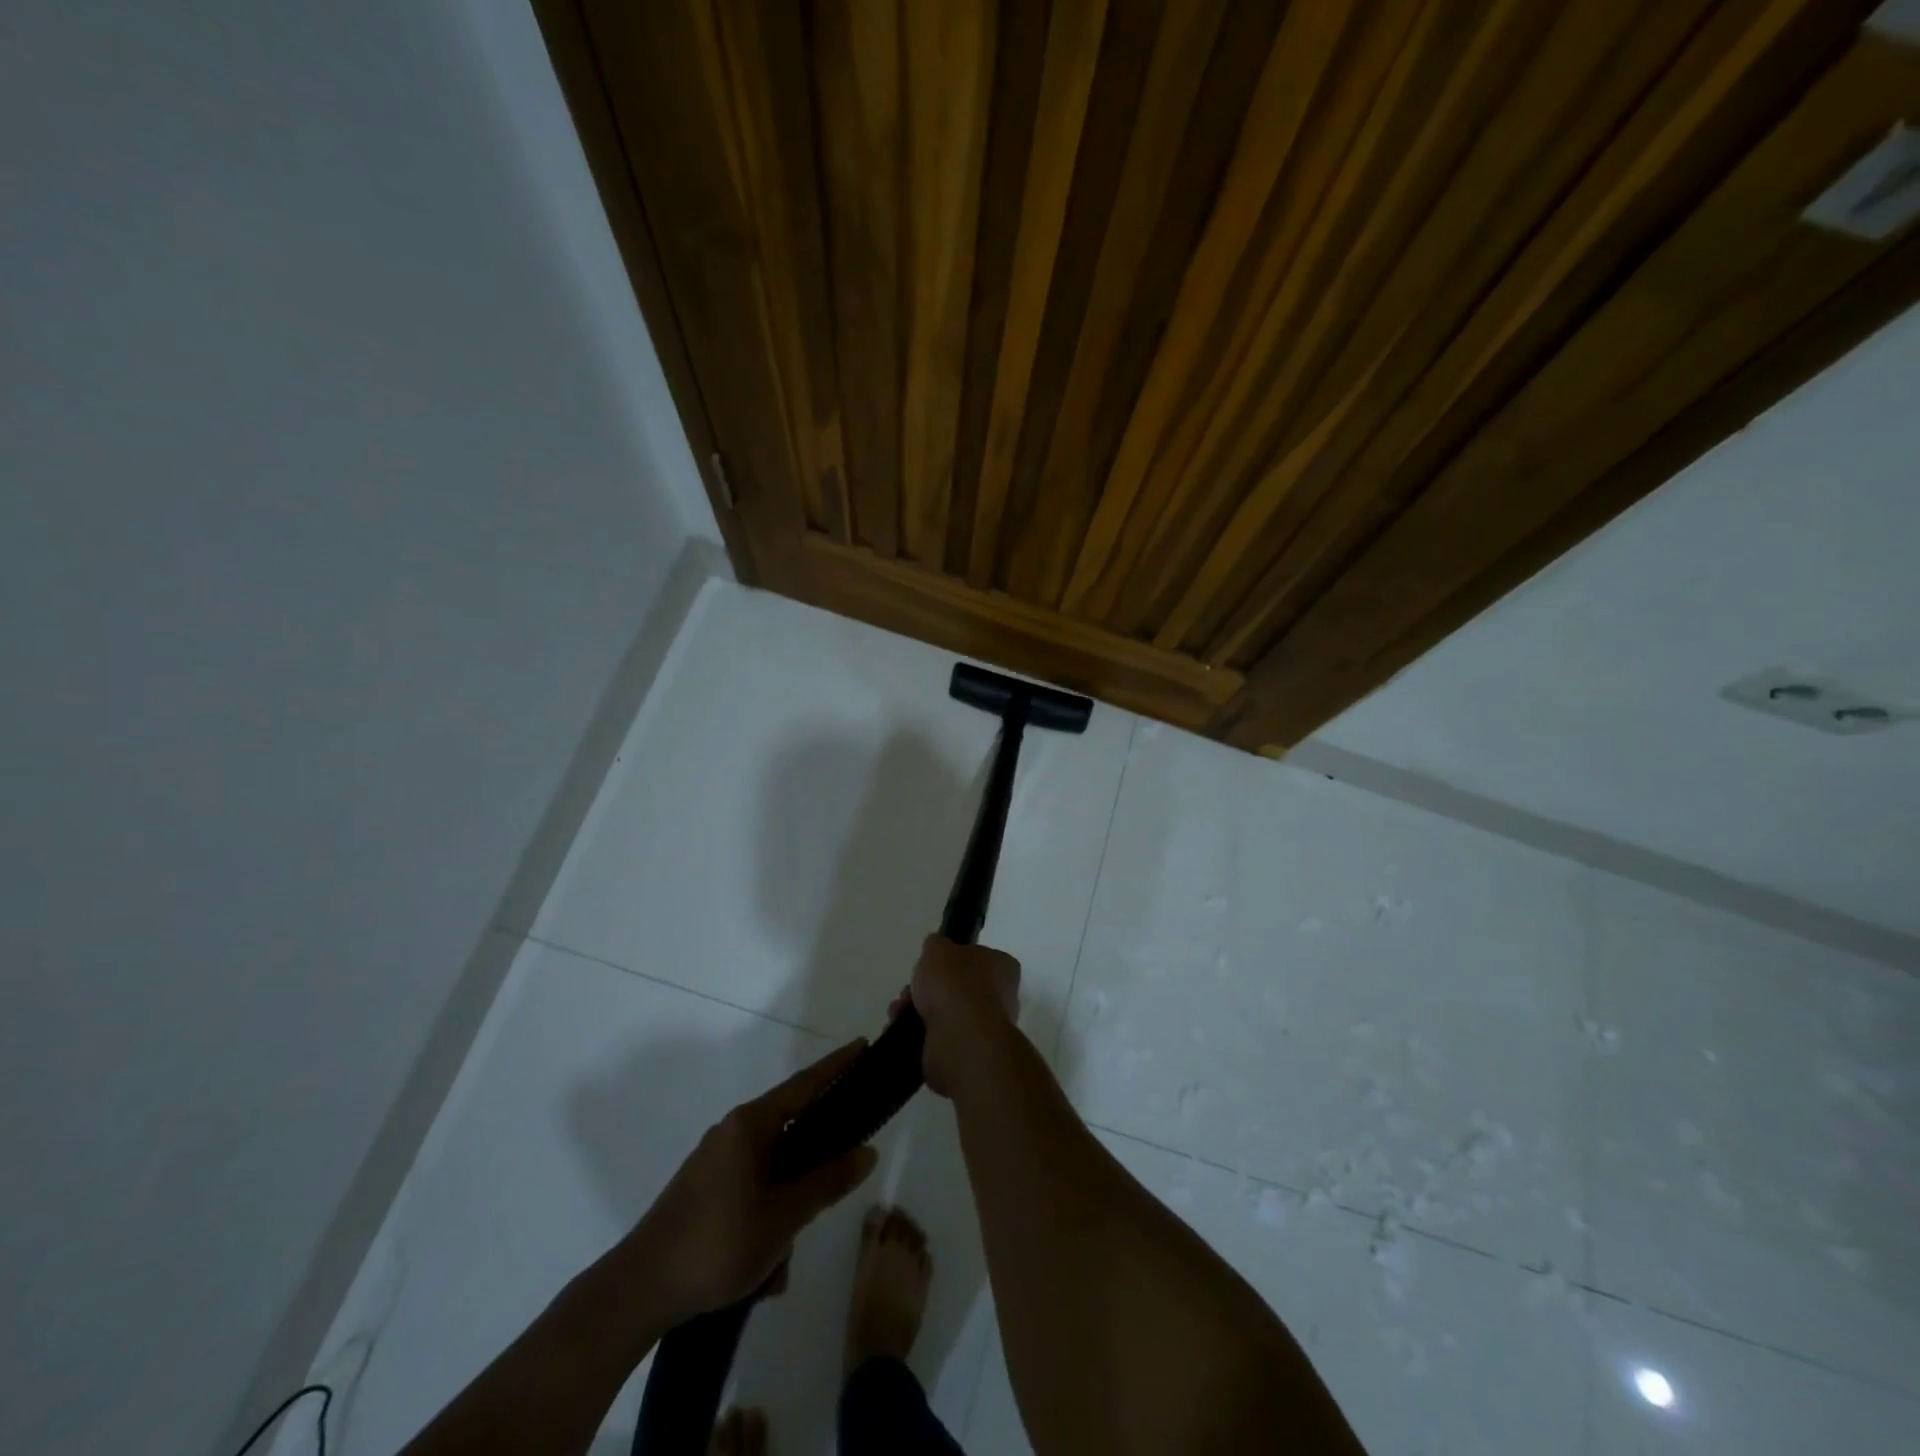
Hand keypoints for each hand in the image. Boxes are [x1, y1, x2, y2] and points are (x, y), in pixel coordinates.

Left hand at [623, 1040, 878, 1322]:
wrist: (639, 1292)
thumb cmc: (717, 1243)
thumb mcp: (783, 1217)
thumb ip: (828, 1181)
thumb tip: (867, 1151)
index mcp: (750, 1125)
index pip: (805, 1084)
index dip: (837, 1066)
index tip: (863, 1046)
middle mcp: (733, 1133)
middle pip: (792, 1136)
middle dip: (812, 1175)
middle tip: (835, 1191)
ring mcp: (716, 1163)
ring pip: (773, 1177)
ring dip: (785, 1216)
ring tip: (778, 1266)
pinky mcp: (706, 1192)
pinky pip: (752, 1197)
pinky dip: (764, 1228)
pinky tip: (761, 1275)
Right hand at [897, 935, 1020, 1095]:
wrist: (959, 1039)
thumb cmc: (955, 984)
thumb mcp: (938, 948)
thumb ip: (936, 945)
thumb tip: (936, 949)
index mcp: (1003, 967)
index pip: (979, 958)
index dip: (952, 960)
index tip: (931, 965)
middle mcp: (1002, 997)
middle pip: (958, 987)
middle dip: (929, 989)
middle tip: (910, 990)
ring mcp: (985, 1029)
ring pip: (946, 1014)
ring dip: (920, 1011)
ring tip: (899, 1011)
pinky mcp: (968, 1054)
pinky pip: (940, 1038)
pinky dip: (920, 1035)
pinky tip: (903, 1030)